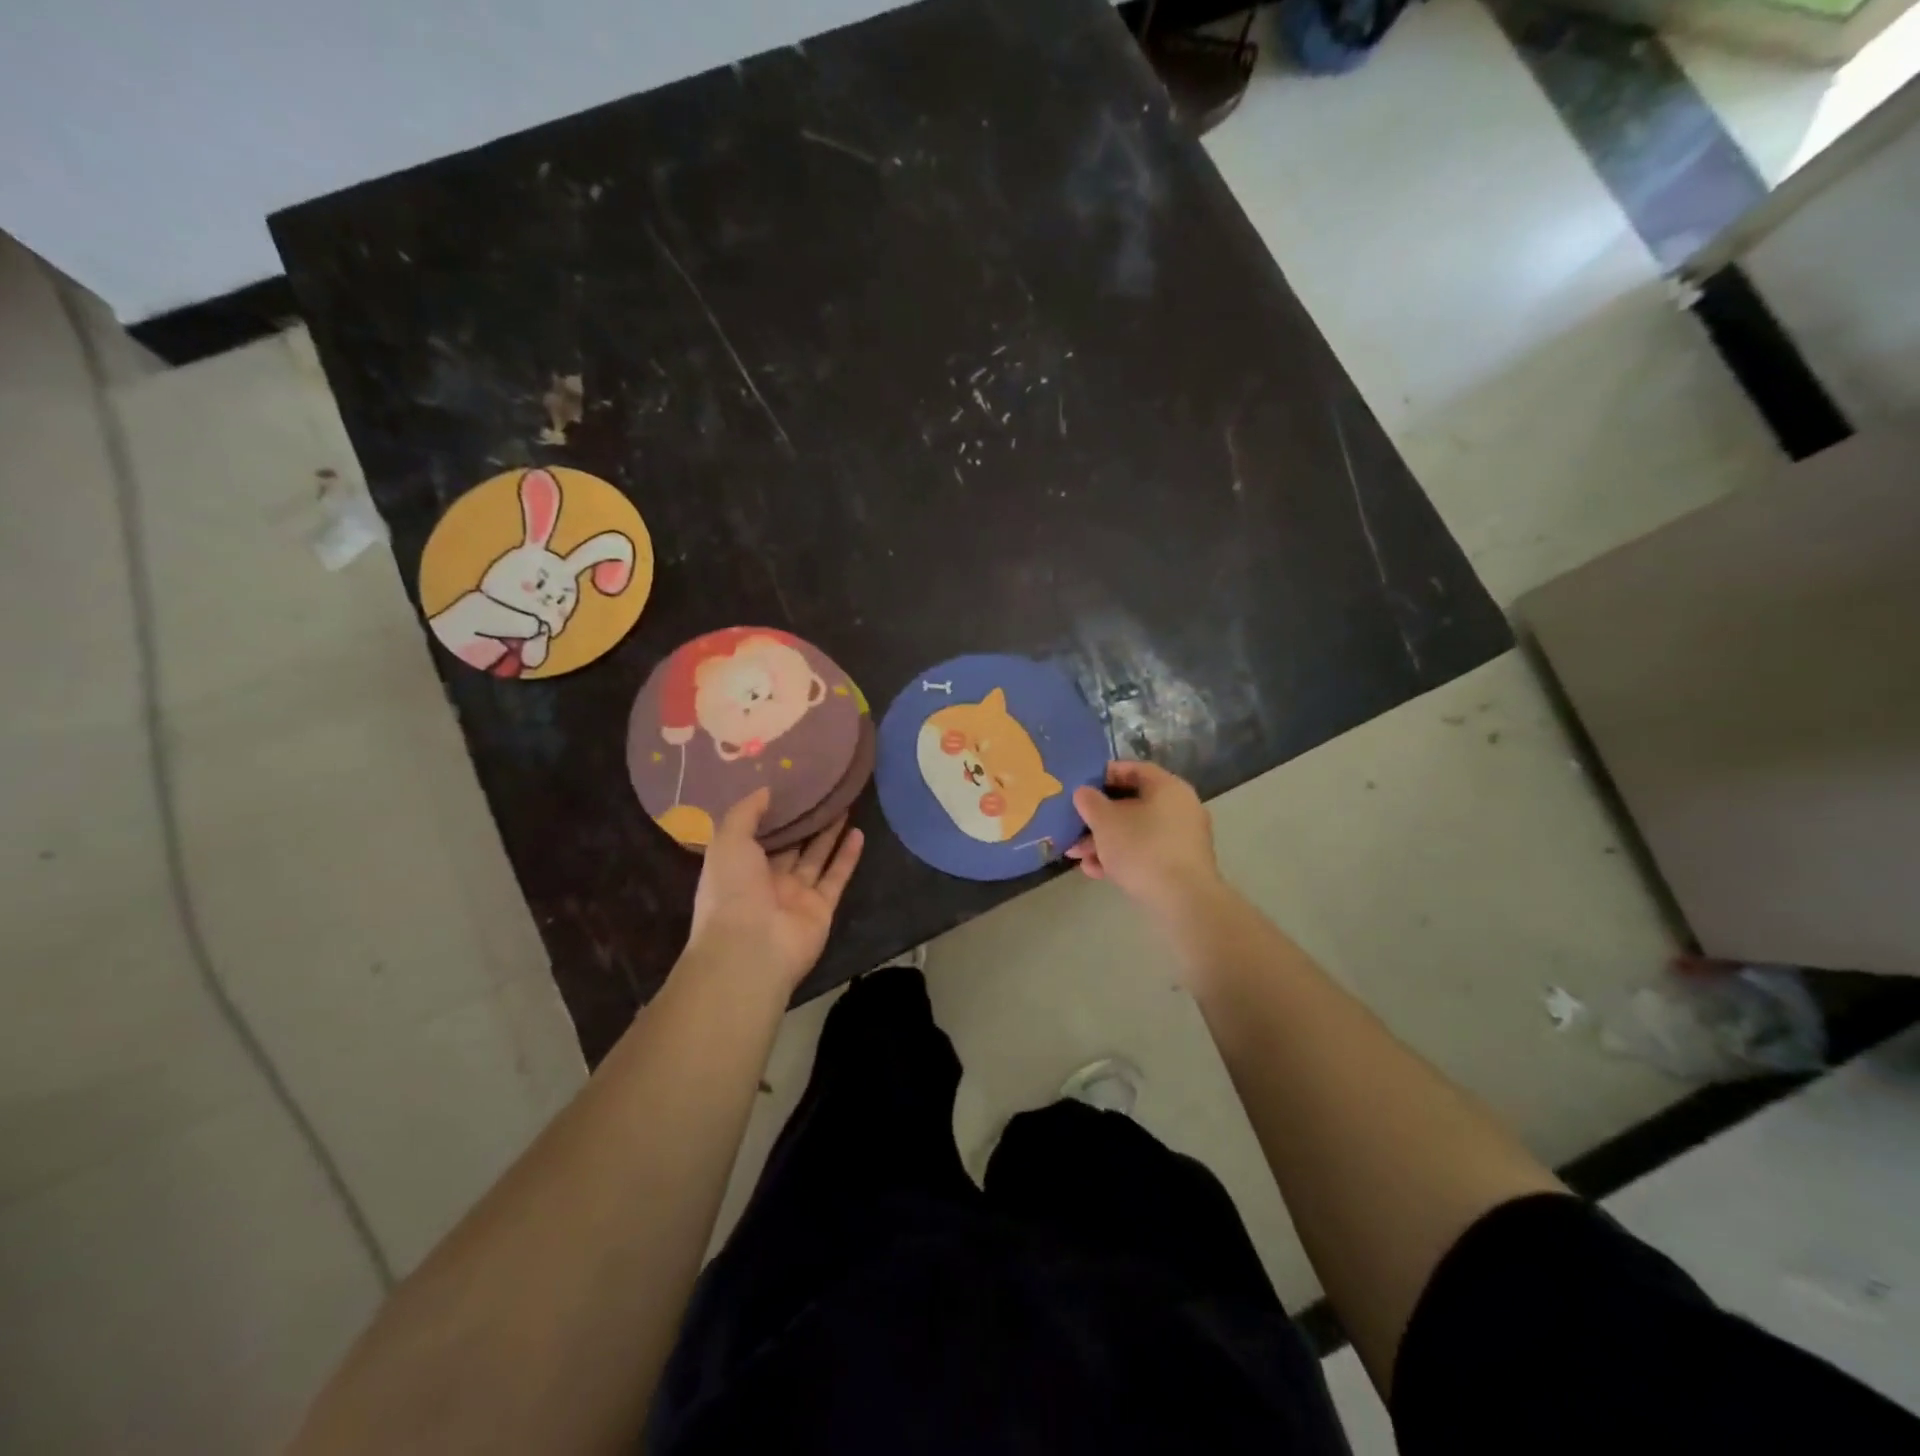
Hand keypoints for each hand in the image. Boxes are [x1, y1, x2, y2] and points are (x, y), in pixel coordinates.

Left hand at [684, 788, 863, 993]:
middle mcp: (767, 882)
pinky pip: (836, 877)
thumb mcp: (727, 841)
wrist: (750, 948)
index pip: (757, 836)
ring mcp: (796, 896)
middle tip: (822, 792)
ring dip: (829, 834)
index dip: (772, 814)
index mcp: (739, 868)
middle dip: (804, 821)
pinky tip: (859, 832)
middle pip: (790, 846)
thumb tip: (766, 790)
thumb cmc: (731, 890)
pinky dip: (848, 856)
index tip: (788, 787)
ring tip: (844, 804)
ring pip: (816, 858)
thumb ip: (745, 813)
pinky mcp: (822, 908)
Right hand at [1067, 761, 1220, 918]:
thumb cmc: (1142, 848)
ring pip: (1136, 832)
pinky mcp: (1180, 866)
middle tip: (1073, 827)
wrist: (1183, 900)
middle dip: (1098, 818)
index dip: (1105, 774)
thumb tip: (1084, 792)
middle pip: (1132, 805)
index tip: (1082, 786)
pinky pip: (1146, 853)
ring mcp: (1182, 839)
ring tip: (1077, 856)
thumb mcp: (1105, 821)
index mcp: (1168, 787)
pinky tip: (1095, 872)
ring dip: (1104, 842)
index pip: (1135, 769)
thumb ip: (1090, 802)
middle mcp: (1180, 808)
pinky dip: (1122, 858)